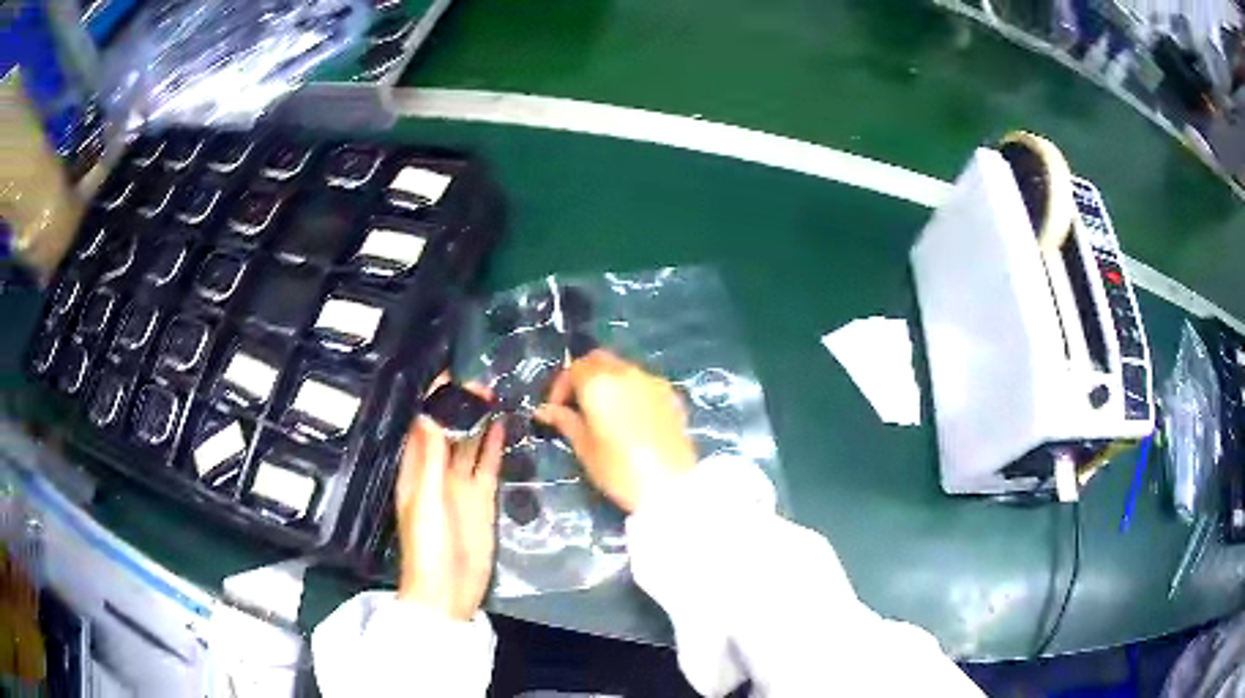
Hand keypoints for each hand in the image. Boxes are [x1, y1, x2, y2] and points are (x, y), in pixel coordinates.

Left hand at [395, 379, 503, 620]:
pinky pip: (487, 466)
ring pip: (470, 445)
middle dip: (461, 407)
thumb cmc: (428, 545)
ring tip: (495, 395)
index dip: (435, 402)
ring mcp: (461, 486)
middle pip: (449, 432)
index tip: (451, 375)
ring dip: (479, 423)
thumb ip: (430, 458)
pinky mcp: (482, 499)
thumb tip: (429, 414)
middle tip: (481, 382)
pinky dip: (493, 446)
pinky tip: (502, 427)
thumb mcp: (426, 499)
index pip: (424, 426)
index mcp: (416, 471)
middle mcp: (437, 473)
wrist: (449, 589)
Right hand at [535, 350, 696, 511]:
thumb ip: (565, 422)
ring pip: (623, 369)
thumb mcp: (585, 448)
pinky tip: (629, 419)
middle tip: (576, 405)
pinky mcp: (672, 395)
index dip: (560, 387)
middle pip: (599, 360)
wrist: (671, 486)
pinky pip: (643, 383)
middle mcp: (627, 372)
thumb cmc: (620, 470)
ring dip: (608, 382)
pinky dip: (630, 391)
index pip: (574, 368)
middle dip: (584, 376)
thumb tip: (545, 410)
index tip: (556, 410)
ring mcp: (653, 382)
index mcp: (600, 383)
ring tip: (602, 414)